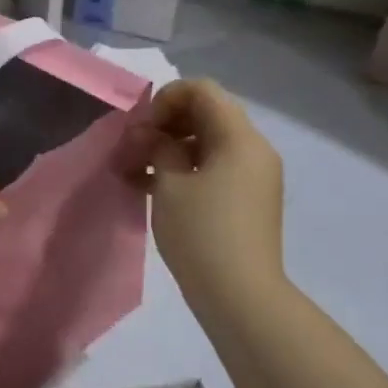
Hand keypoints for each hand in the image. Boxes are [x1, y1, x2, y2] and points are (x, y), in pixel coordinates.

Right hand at [136, 80, 284, 308]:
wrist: (241, 297)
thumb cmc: (202, 234)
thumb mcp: (170, 185)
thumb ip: (157, 147)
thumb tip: (149, 133)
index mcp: (240, 138)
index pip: (202, 91)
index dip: (165, 100)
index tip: (140, 129)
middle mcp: (254, 149)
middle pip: (206, 114)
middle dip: (164, 125)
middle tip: (133, 150)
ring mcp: (254, 176)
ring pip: (208, 143)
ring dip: (170, 149)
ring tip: (135, 172)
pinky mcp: (248, 200)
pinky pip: (215, 168)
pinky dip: (185, 170)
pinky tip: (153, 188)